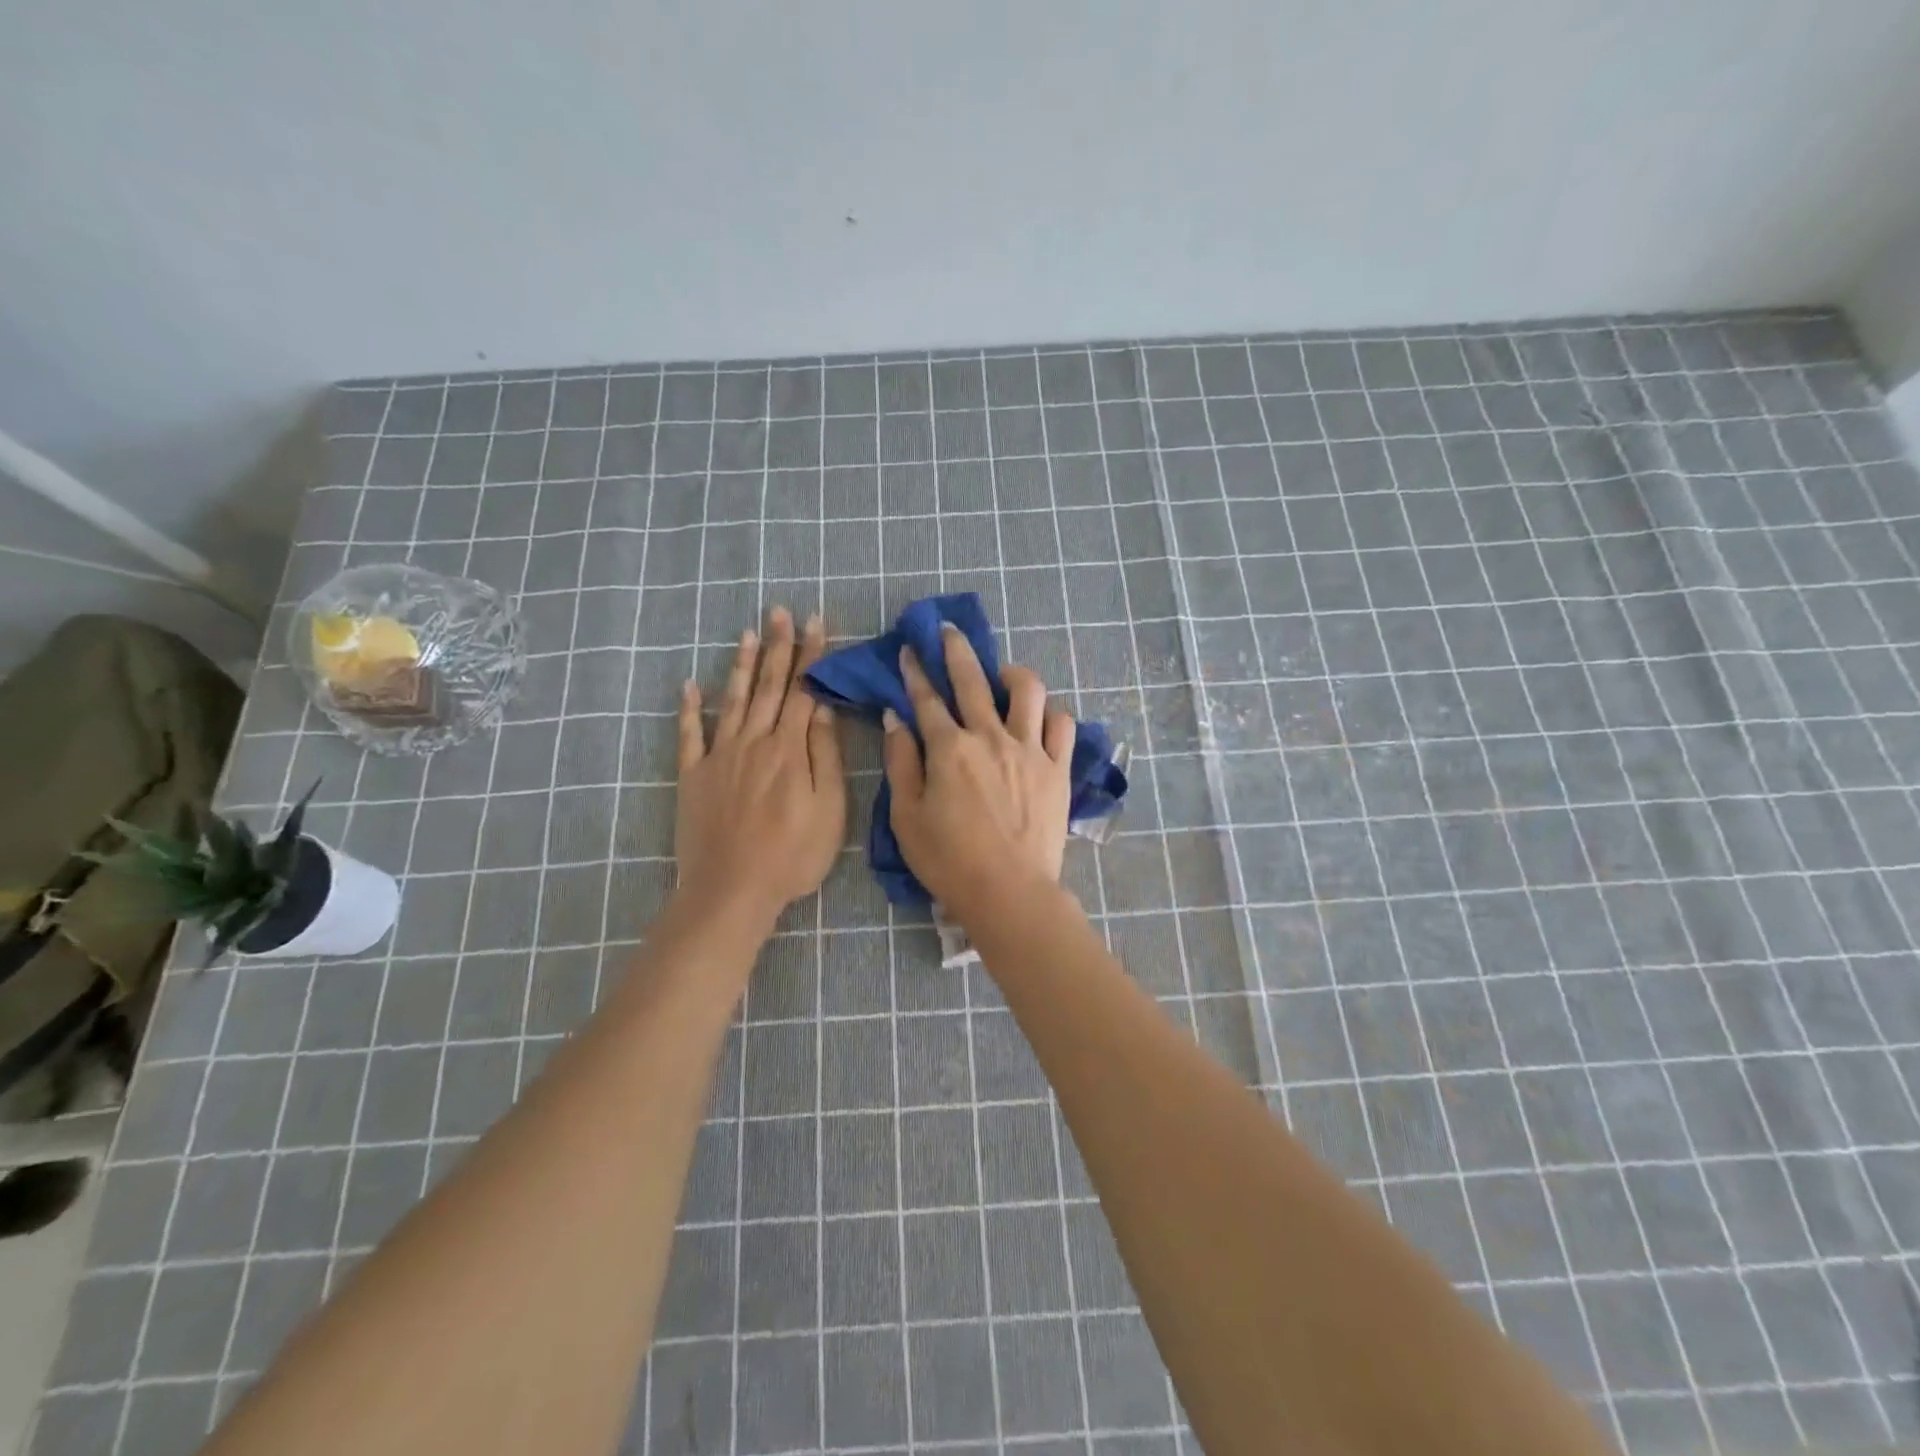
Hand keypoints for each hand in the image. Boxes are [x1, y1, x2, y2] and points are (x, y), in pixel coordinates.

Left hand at [675, 608, 844, 927]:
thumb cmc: (792, 856)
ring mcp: (719, 756)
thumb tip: (822, 711)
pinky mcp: (694, 776)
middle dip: (779, 647)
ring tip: (747, 633)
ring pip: (733, 700)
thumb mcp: (829, 811)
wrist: (732, 890)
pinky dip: (689, 708)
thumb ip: (826, 757)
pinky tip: (690, 684)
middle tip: (781, 612)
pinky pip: (690, 734)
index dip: (812, 657)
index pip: (804, 692)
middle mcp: (754, 742)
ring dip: (742, 665)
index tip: (818, 624)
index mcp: (789, 750)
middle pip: (770, 687)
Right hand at [882, 623, 1075, 925]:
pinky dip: (1050, 714)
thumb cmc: (948, 860)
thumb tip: (895, 719)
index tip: (910, 650)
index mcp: (949, 748)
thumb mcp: (906, 816)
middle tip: (949, 631)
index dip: (915, 672)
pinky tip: (1039, 718)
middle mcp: (990, 737)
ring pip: (1027, 690)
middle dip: (956, 649)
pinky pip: (1062, 725)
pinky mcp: (1057, 768)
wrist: (1009, 891)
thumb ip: (901, 762)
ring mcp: (1029, 749)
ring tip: (1003, 676)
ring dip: (1012, 674)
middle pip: (972, 679)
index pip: (927, 699)